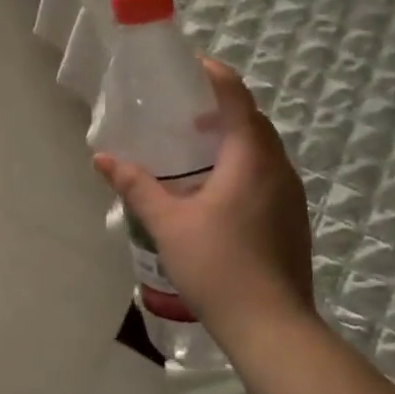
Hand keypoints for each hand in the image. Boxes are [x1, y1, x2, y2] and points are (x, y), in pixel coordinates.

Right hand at [93, 58, 314, 346]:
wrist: (272, 328)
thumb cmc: (218, 266)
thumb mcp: (167, 224)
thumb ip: (136, 186)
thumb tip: (102, 159)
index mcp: (251, 158)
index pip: (237, 97)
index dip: (215, 74)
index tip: (189, 65)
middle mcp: (278, 168)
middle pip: (253, 120)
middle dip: (222, 106)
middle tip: (183, 108)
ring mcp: (291, 195)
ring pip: (263, 148)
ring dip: (233, 137)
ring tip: (195, 145)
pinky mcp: (293, 218)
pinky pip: (267, 172)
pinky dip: (243, 163)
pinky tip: (215, 187)